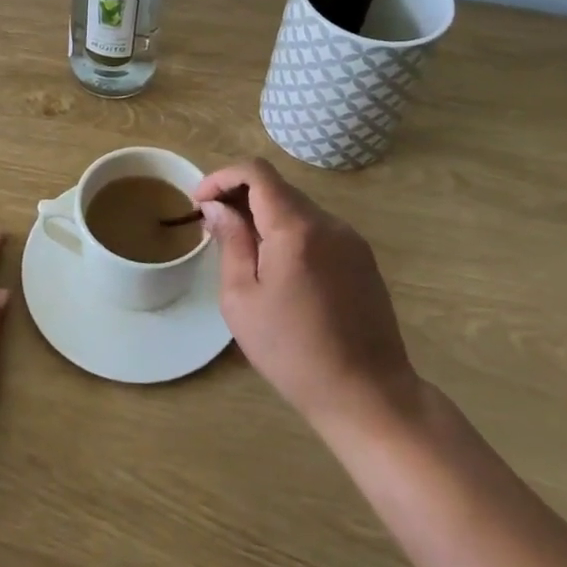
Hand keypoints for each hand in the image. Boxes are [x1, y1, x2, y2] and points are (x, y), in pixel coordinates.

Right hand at [195, 160, 417, 437]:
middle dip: (239, 196)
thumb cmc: (292, 351)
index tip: (199, 203)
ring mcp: (350, 240)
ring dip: (264, 215)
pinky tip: (277, 267)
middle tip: (213, 227)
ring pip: (297, 208)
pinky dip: (289, 232)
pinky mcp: (362, 259)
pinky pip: (317, 229)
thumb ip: (231, 243)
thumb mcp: (242, 299)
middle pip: (277, 187)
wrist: (367, 394)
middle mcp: (328, 223)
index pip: (256, 172)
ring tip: (242, 250)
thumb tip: (217, 207)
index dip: (221, 177)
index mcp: (296, 228)